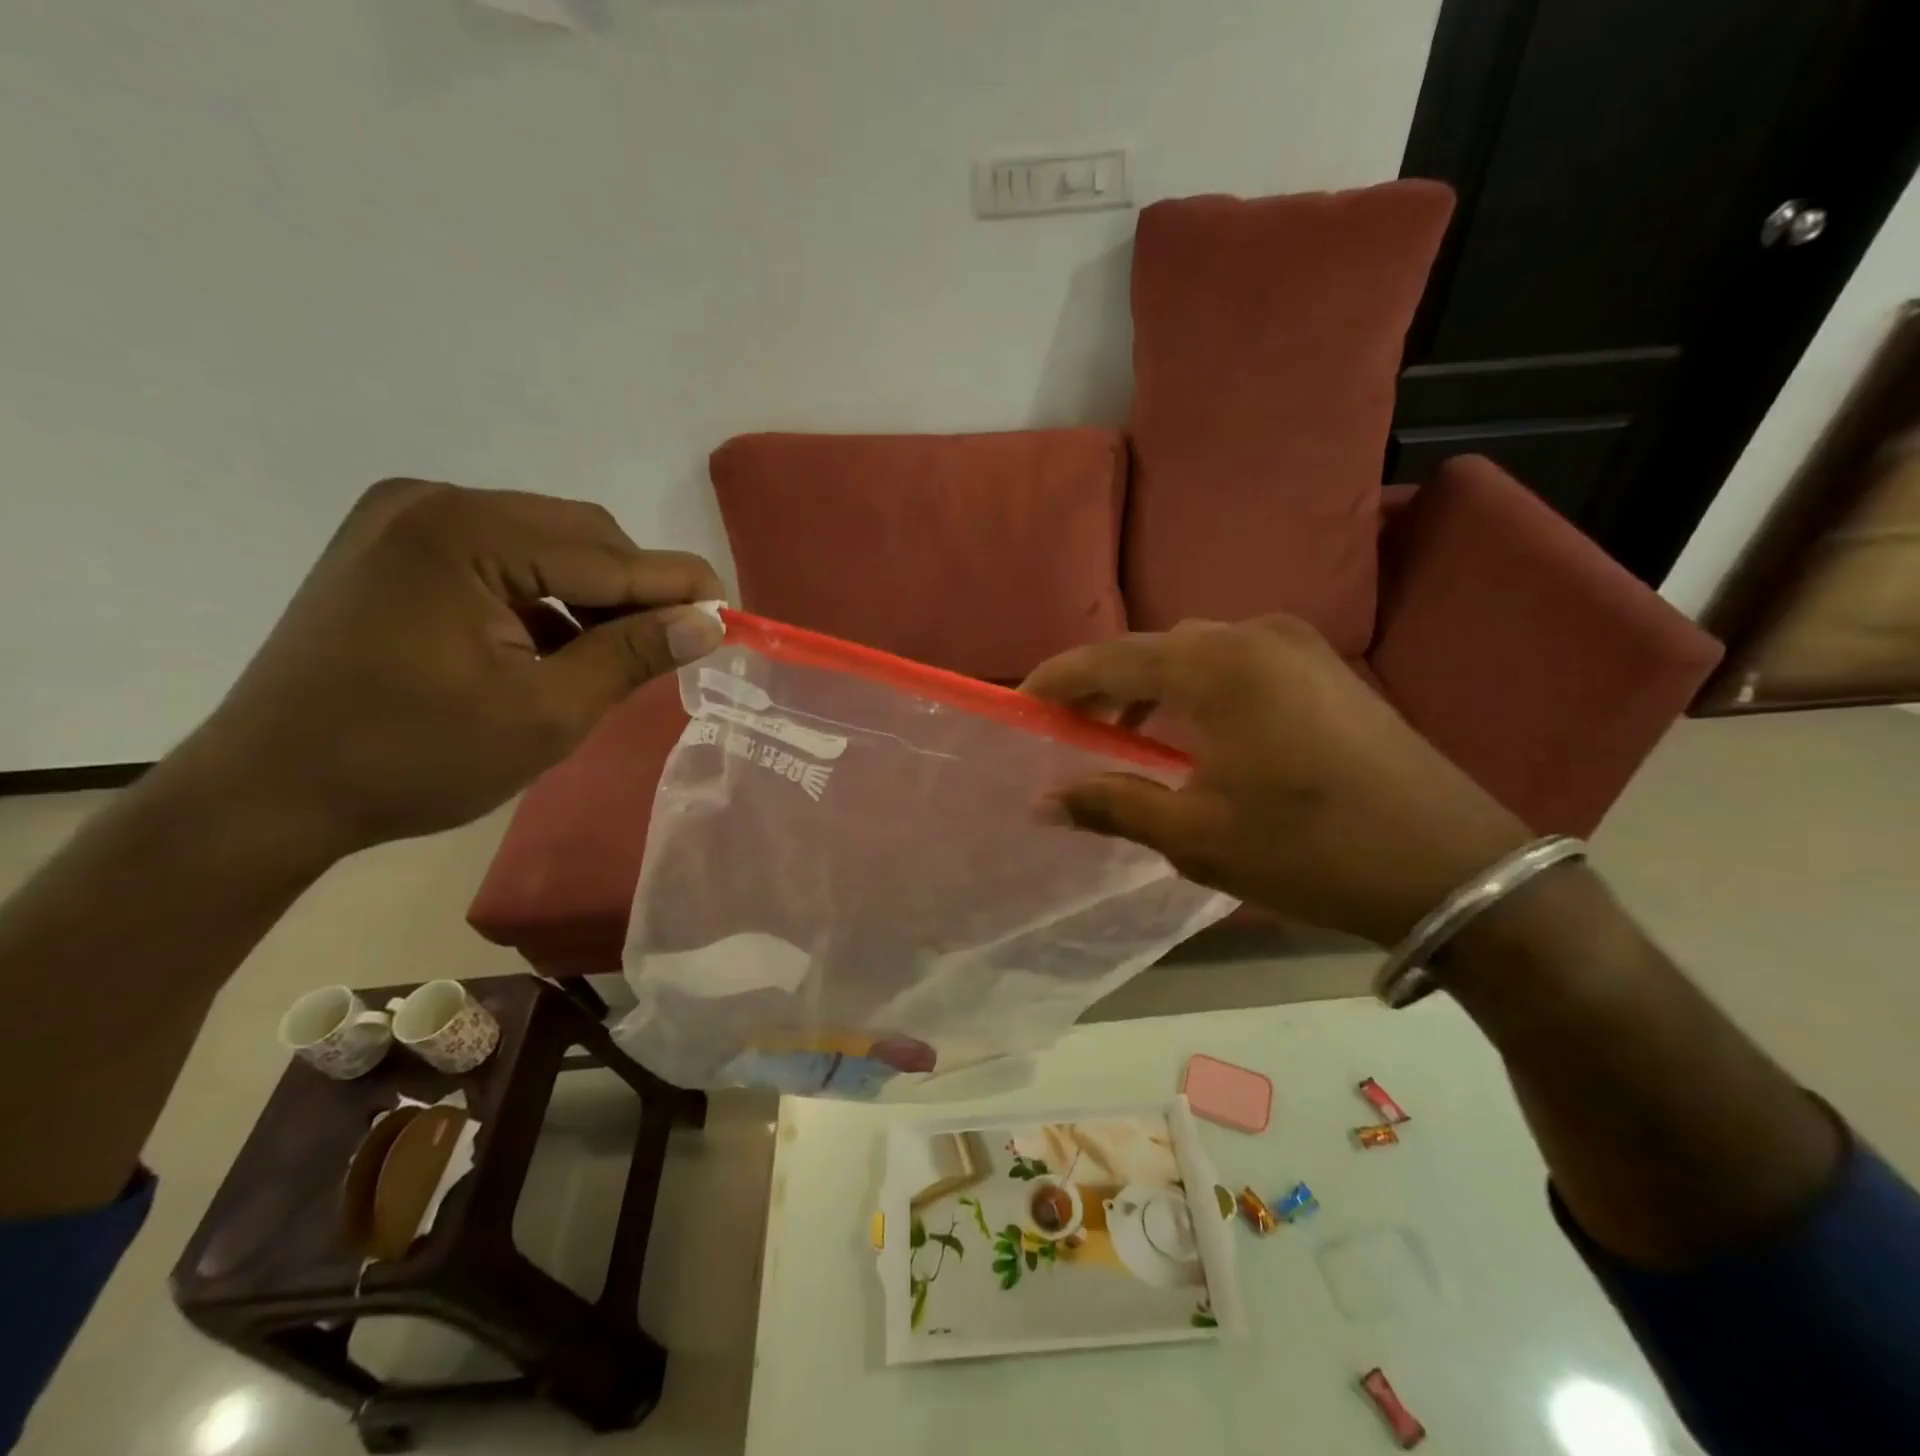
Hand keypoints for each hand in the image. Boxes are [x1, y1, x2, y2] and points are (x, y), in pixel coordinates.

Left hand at [184, 479, 724, 857]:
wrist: (268, 794)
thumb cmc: (412, 759)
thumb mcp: (544, 714)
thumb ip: (631, 656)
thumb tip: (710, 623)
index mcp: (464, 534)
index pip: (607, 554)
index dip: (679, 585)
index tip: (733, 616)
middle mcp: (433, 504)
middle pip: (580, 535)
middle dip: (636, 590)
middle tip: (674, 647)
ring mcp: (406, 522)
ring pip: (547, 545)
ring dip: (594, 596)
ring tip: (613, 656)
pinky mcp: (396, 549)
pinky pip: (504, 558)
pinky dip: (546, 599)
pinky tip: (556, 646)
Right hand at [1021, 616, 1531, 944]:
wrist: (1452, 867)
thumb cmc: (1309, 850)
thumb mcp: (1196, 835)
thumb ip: (1113, 804)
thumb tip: (1045, 800)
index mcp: (1218, 665)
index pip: (1112, 657)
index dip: (1060, 679)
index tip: (1021, 701)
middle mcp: (1255, 635)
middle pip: (1154, 648)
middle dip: (1105, 684)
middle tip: (1070, 727)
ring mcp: (1299, 647)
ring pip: (1198, 653)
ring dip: (1153, 687)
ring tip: (1125, 733)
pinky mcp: (1327, 670)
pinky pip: (1238, 665)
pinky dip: (1199, 690)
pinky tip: (1194, 733)